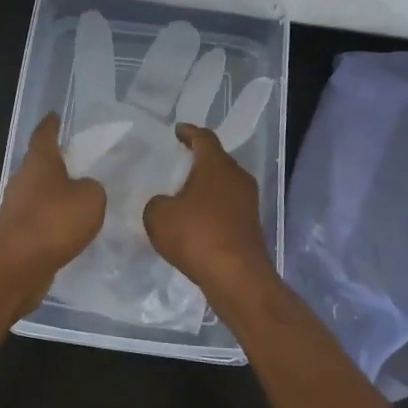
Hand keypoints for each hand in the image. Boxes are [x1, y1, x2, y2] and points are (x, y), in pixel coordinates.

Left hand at [0, 114, 106, 279]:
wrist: (17, 266)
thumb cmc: (54, 221)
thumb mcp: (91, 198)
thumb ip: (92, 188)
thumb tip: (84, 190)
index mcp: (39, 162)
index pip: (44, 134)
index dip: (51, 124)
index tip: (56, 115)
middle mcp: (23, 179)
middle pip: (41, 165)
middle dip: (58, 163)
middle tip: (82, 162)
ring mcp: (16, 208)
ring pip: (40, 194)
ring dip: (57, 196)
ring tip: (82, 199)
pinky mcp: (17, 234)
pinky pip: (40, 220)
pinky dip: (54, 221)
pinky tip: (71, 230)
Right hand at [143, 124, 273, 297]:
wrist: (236, 276)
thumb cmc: (196, 236)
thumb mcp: (158, 216)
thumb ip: (156, 203)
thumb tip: (166, 204)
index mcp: (216, 165)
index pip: (203, 138)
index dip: (189, 132)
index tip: (178, 131)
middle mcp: (237, 177)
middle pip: (217, 160)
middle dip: (198, 159)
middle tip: (179, 161)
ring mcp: (248, 202)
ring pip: (224, 184)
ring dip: (206, 186)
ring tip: (185, 192)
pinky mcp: (251, 225)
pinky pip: (228, 206)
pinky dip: (212, 208)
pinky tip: (197, 220)